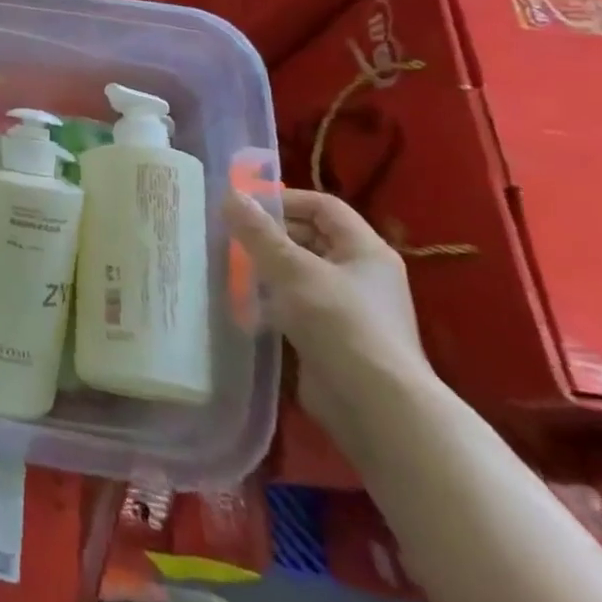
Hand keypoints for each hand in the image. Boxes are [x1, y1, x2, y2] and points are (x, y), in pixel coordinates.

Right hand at [224, 188, 432, 451]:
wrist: (375, 406)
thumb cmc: (339, 323)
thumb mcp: (292, 269)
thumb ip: (258, 232)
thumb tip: (231, 195)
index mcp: (365, 250)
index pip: (323, 206)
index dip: (285, 200)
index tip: (244, 207)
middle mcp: (361, 275)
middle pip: (311, 239)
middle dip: (269, 236)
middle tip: (229, 238)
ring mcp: (348, 309)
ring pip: (299, 274)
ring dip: (265, 270)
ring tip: (227, 268)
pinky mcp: (332, 338)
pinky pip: (295, 307)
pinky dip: (270, 302)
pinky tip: (241, 305)